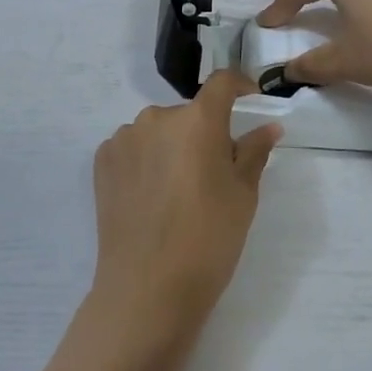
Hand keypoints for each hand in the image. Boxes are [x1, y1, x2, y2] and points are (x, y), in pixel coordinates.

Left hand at [90, 71, 281, 338]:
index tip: (250, 102)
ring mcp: (124, 137)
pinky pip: (133, 148)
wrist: (147, 287)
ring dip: (171, 147)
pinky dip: (145, 161)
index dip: (239, 86)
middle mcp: (157, 117)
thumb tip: (269, 127)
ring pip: (158, 131)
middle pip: (188, 114)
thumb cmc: (208, 239)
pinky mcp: (102, 160)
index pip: (221, 83)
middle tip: (213, 173)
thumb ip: (254, 152)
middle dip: (203, 133)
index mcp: (197, 120)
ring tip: (177, 192)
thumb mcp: (243, 195)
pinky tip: (150, 197)